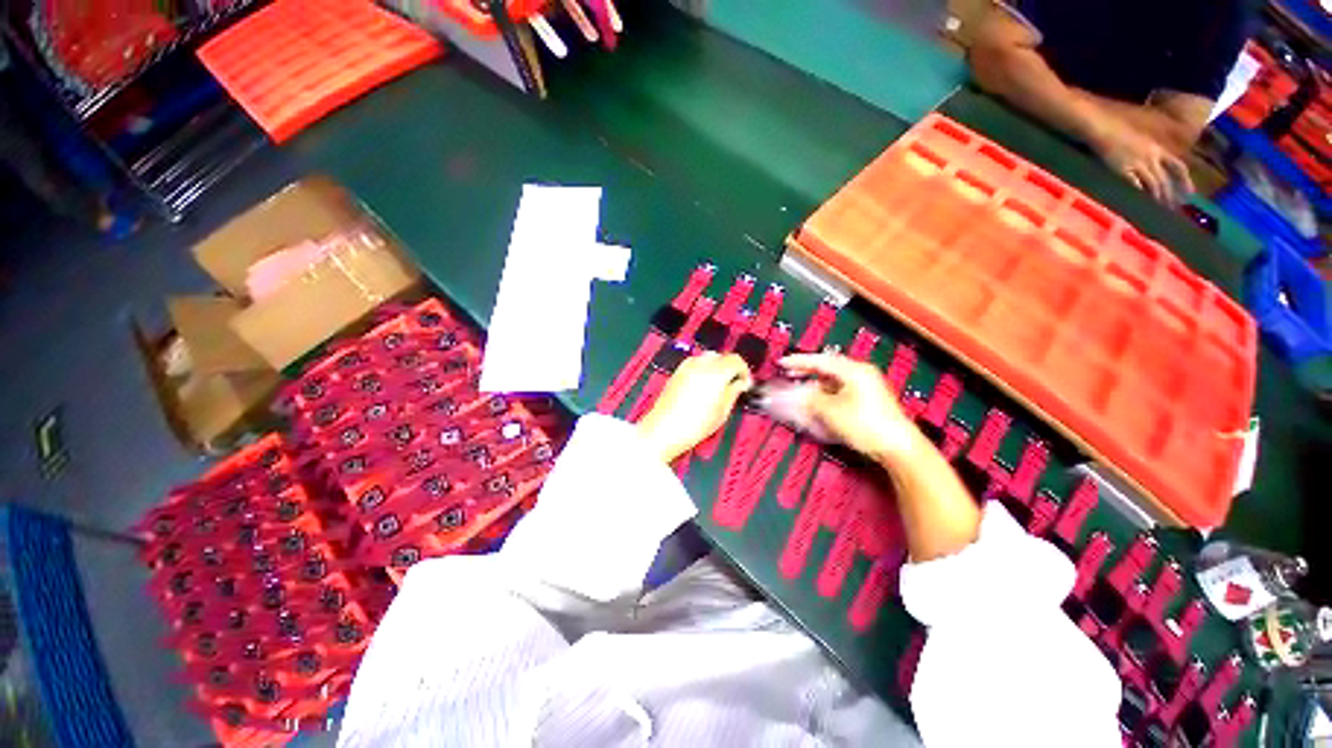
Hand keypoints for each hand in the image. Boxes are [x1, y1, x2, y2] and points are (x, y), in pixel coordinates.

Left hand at [636, 352, 753, 462]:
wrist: (664, 430)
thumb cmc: (693, 425)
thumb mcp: (722, 412)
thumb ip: (733, 392)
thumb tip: (740, 383)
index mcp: (715, 372)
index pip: (736, 360)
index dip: (744, 371)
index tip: (745, 383)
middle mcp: (700, 365)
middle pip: (721, 356)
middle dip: (730, 368)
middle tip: (734, 384)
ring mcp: (686, 367)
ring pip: (707, 358)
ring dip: (716, 367)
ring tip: (718, 386)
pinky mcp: (676, 373)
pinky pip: (695, 364)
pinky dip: (703, 370)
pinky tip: (703, 387)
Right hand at [778, 353, 917, 463]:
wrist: (897, 447)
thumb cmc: (866, 425)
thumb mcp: (830, 410)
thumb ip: (809, 399)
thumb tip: (794, 394)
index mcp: (854, 370)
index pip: (820, 360)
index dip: (798, 361)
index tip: (782, 363)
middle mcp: (861, 374)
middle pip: (828, 368)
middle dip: (807, 371)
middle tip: (789, 373)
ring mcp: (867, 387)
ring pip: (833, 380)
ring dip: (815, 384)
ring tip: (800, 389)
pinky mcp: (868, 400)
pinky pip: (841, 391)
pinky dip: (826, 394)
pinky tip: (818, 403)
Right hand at [1091, 118, 1193, 204]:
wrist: (1099, 124)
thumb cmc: (1118, 120)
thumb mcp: (1143, 126)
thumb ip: (1153, 139)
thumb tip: (1168, 145)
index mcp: (1156, 147)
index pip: (1177, 166)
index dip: (1185, 180)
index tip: (1191, 194)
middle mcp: (1150, 157)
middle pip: (1164, 180)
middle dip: (1170, 195)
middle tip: (1174, 209)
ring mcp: (1135, 164)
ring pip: (1152, 185)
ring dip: (1157, 199)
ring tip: (1158, 212)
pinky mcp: (1121, 170)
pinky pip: (1133, 186)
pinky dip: (1138, 196)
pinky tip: (1139, 204)